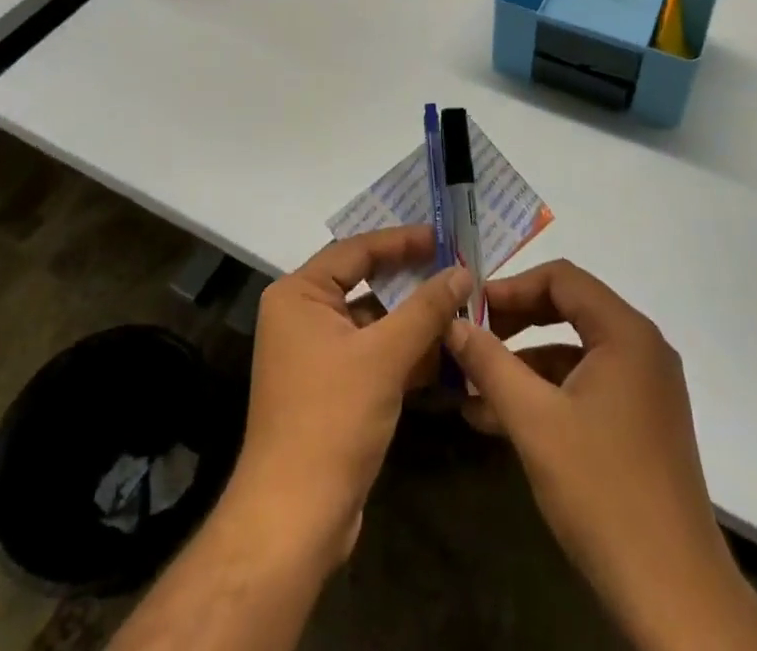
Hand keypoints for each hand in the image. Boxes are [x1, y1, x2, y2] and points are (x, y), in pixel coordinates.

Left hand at [229, 226, 469, 572]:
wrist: (294, 520)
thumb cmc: (332, 419)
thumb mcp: (385, 356)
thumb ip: (426, 308)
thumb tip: (463, 270)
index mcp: (299, 295)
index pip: (356, 250)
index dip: (402, 241)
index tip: (444, 236)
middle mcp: (302, 316)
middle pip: (364, 283)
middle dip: (411, 279)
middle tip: (457, 267)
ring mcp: (314, 354)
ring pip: (372, 321)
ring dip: (413, 319)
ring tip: (461, 306)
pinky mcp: (330, 388)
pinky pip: (372, 353)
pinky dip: (404, 351)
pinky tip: (445, 353)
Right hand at [447, 261, 756, 650]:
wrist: (674, 596)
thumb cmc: (602, 491)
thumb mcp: (534, 421)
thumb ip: (490, 364)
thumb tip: (453, 324)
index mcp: (626, 333)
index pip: (562, 279)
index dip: (512, 286)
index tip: (472, 308)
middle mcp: (642, 349)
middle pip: (569, 310)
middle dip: (515, 323)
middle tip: (470, 339)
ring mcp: (645, 388)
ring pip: (574, 353)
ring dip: (524, 365)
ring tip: (472, 388)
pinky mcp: (641, 423)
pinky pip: (586, 387)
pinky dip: (546, 394)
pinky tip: (501, 421)